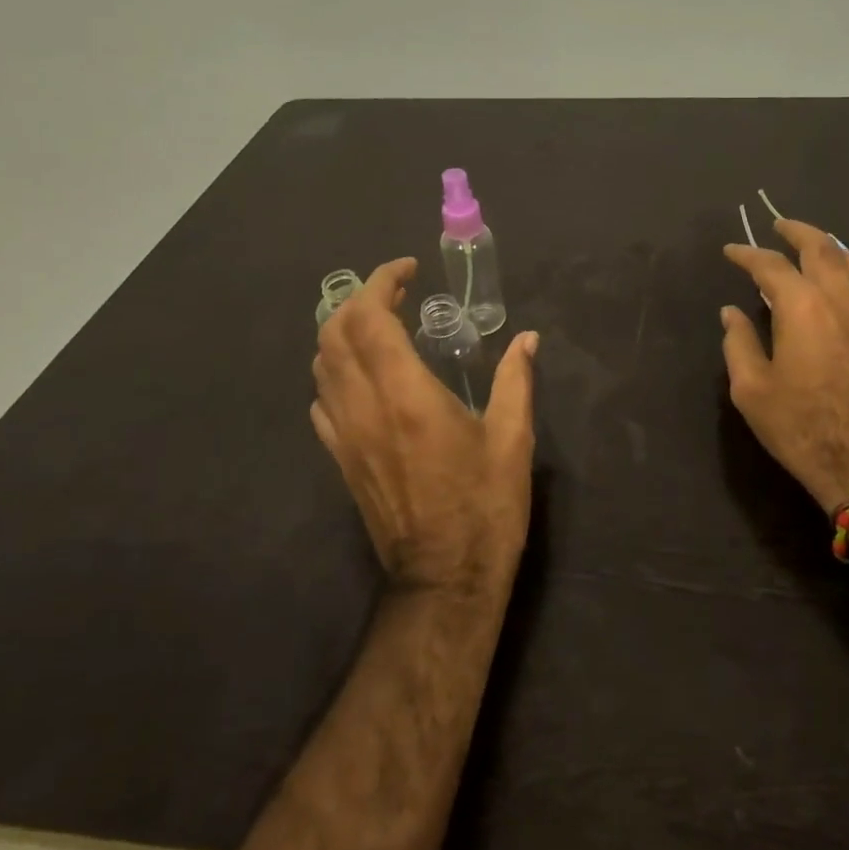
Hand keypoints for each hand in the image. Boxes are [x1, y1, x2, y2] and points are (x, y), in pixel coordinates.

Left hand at [312, 258, 539, 594]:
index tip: (408, 271)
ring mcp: (344, 436)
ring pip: (321, 365)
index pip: (371, 319)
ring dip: (343, 332)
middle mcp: (364, 407)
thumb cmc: (485, 506)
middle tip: (397, 293)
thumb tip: (527, 339)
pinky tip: (366, 377)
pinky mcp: (341, 460)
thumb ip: (516, 380)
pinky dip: (335, 372)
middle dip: (359, 300)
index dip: (382, 282)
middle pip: (334, 334)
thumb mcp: (512, 439)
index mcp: (407, 395)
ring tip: (382, 325)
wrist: (444, 579)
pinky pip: (323, 401)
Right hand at [721, 220, 848, 510]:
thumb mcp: (751, 389)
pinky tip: (837, 281)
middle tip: (777, 225)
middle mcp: (837, 299)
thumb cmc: (799, 425)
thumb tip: (732, 313)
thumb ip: (738, 343)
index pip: (770, 265)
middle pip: (820, 248)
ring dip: (827, 245)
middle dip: (796, 231)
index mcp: (801, 307)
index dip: (747, 254)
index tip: (730, 251)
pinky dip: (847, 269)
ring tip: (811, 244)